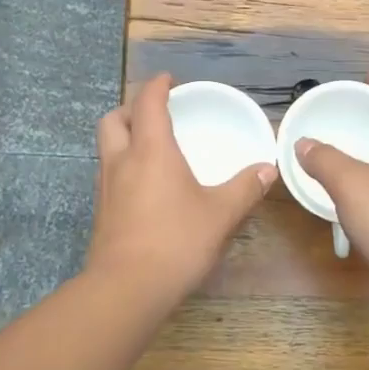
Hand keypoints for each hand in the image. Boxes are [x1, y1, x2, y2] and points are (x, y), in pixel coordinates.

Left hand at [86, 73, 275, 308]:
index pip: (148, 102)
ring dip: (124, 136)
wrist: (127, 288)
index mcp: (151, 150)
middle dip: (131, 108)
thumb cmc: (176, 241)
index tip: (170, 80)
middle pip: (114, 119)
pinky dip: (123, 165)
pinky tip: (144, 185)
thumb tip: (267, 169)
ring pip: (106, 146)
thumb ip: (245, 189)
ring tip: (149, 146)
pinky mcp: (101, 212)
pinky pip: (108, 173)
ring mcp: (106, 187)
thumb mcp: (220, 214)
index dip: (158, 86)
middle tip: (154, 113)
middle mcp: (122, 161)